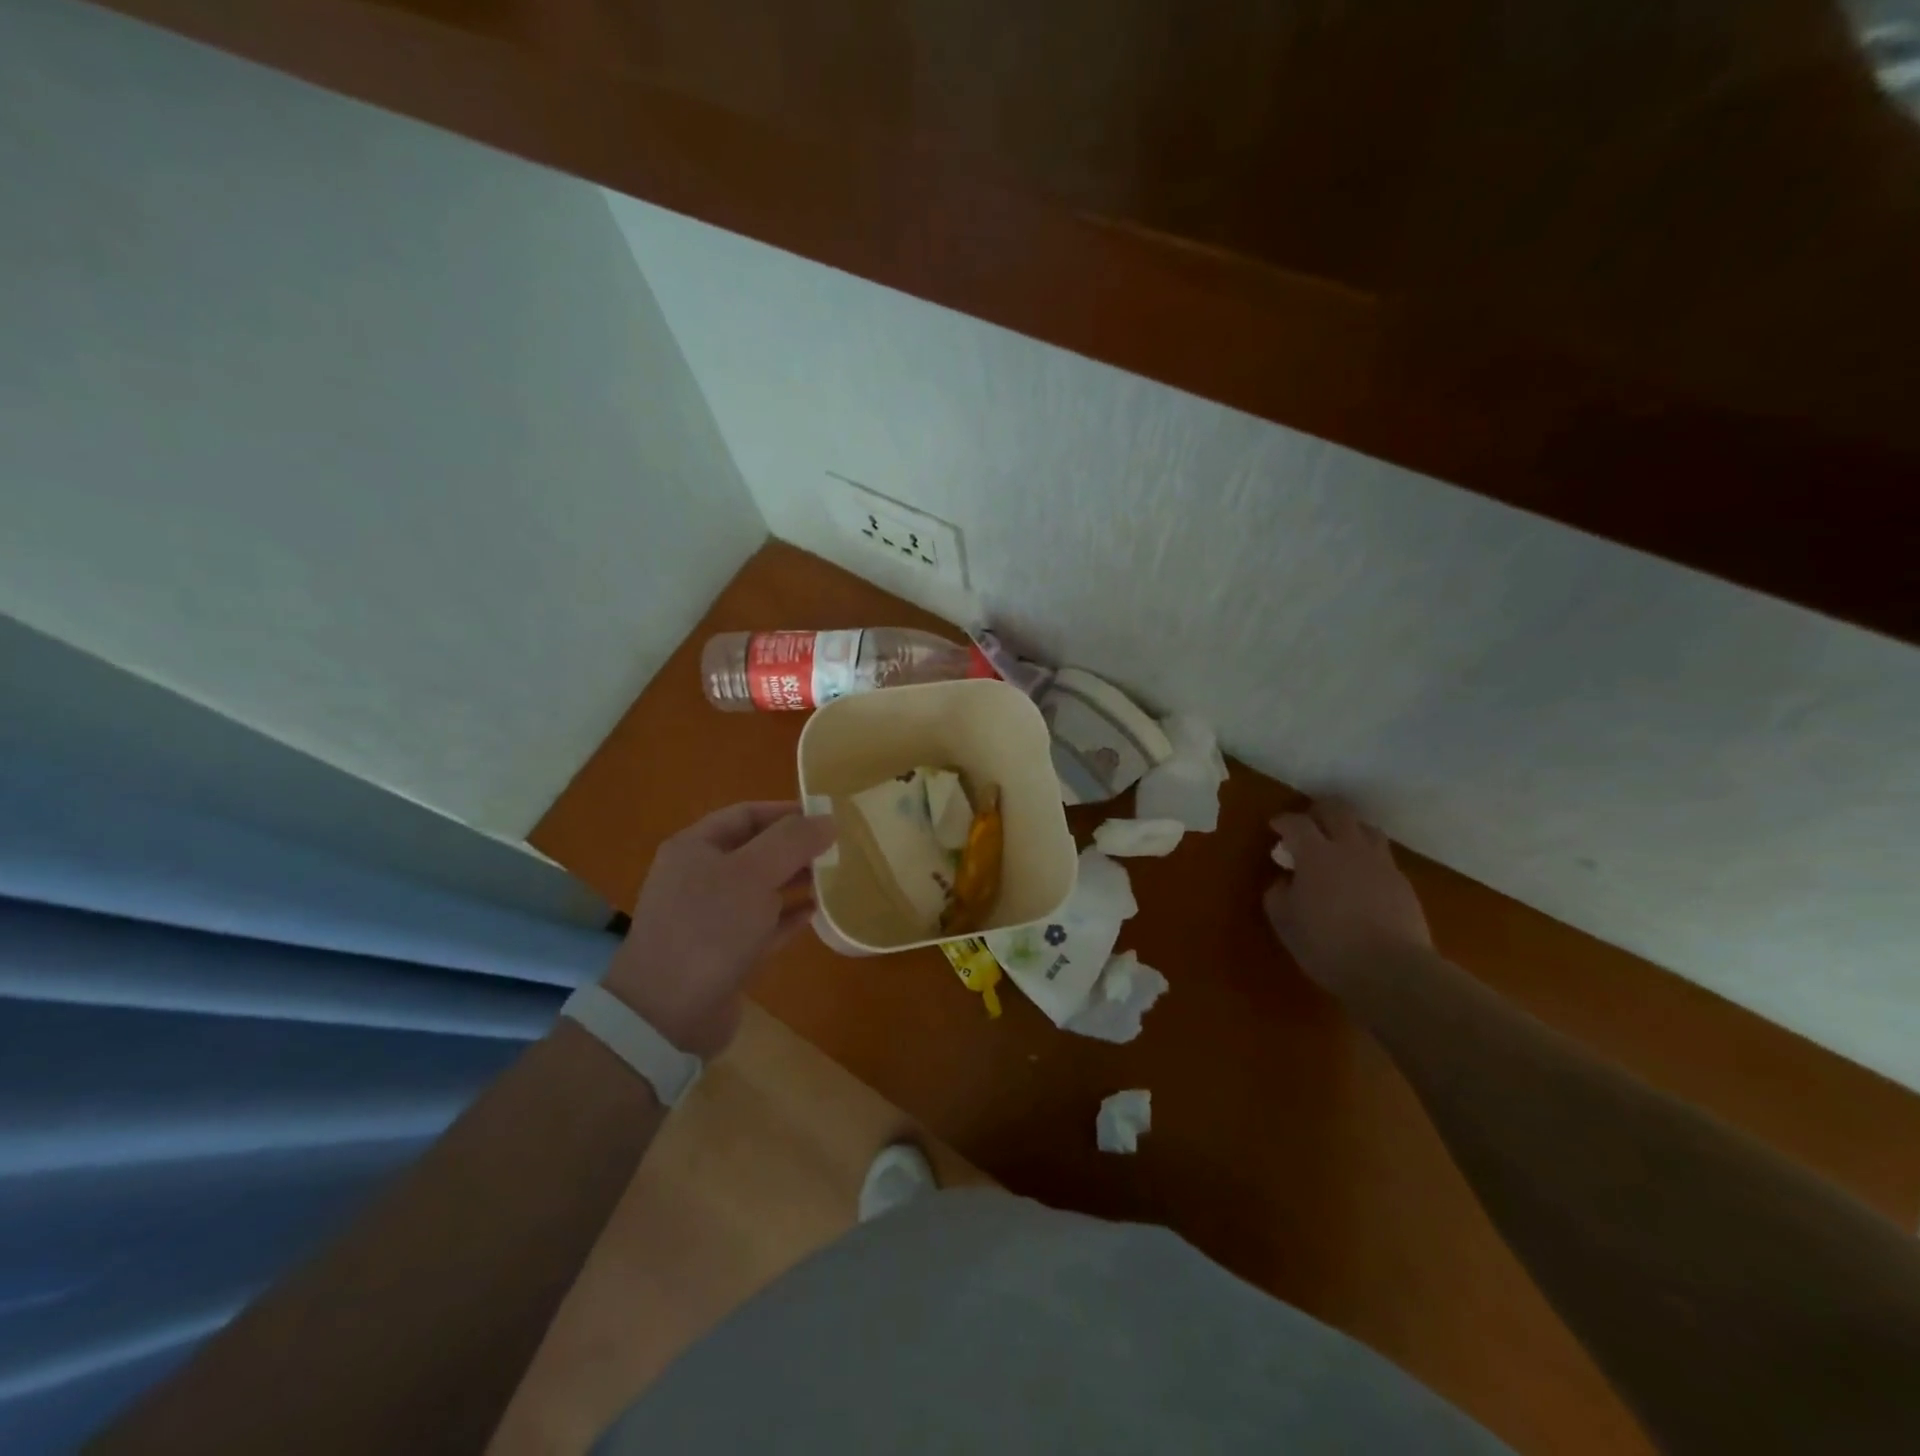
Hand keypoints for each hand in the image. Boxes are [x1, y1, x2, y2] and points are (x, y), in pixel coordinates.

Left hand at [603, 802, 837, 1056]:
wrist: (668, 1013)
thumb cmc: (710, 927)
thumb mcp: (753, 872)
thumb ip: (792, 841)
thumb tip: (827, 820)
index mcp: (695, 848)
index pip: (745, 814)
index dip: (786, 812)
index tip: (826, 817)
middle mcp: (700, 878)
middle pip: (755, 851)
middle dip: (795, 848)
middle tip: (838, 849)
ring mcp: (711, 918)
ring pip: (761, 888)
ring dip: (795, 881)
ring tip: (834, 878)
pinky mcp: (725, 953)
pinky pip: (764, 925)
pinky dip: (788, 916)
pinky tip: (816, 914)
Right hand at [1264, 800, 1432, 993]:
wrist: (1391, 970)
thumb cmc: (1327, 944)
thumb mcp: (1285, 922)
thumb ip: (1278, 894)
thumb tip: (1285, 881)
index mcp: (1316, 853)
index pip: (1297, 823)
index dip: (1284, 821)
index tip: (1276, 827)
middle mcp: (1350, 848)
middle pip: (1337, 812)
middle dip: (1320, 812)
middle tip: (1309, 822)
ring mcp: (1381, 864)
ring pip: (1367, 829)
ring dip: (1350, 829)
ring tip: (1340, 844)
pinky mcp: (1403, 884)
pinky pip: (1383, 858)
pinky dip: (1368, 858)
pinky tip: (1362, 878)